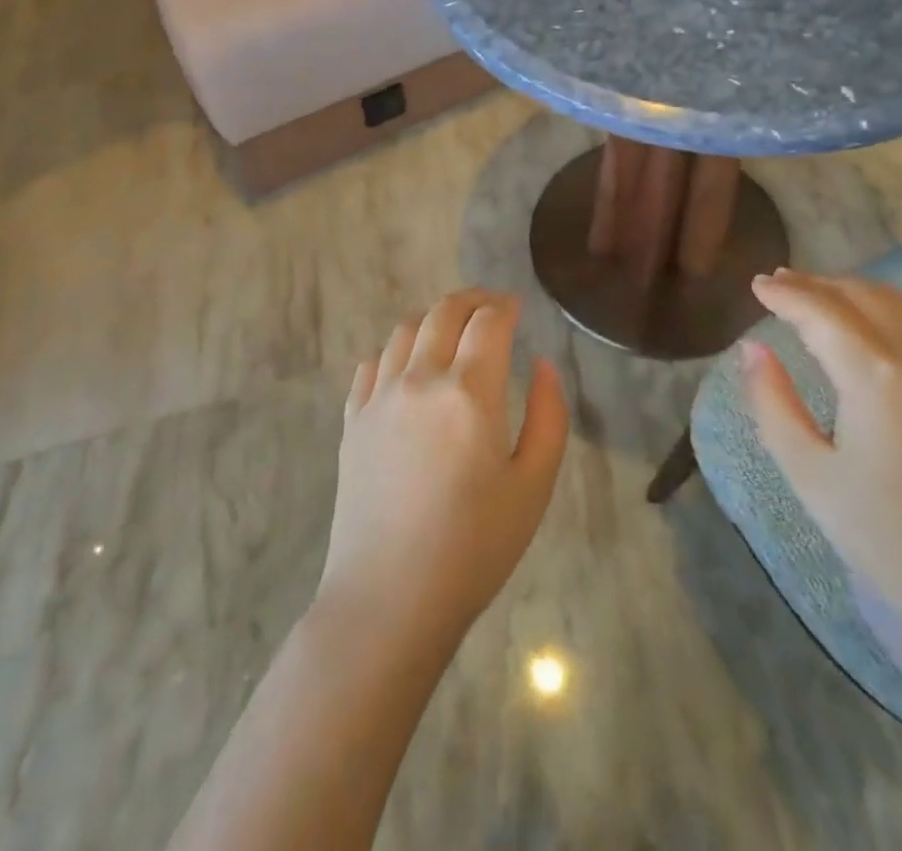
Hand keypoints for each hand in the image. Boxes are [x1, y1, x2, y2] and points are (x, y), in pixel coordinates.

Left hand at [317, 289, 569, 645]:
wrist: (389, 600)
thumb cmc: (474, 547)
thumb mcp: (534, 485)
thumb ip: (549, 416)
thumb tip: (542, 364)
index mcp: (469, 392)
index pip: (489, 322)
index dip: (506, 306)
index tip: (517, 306)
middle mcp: (421, 380)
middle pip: (444, 312)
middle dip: (472, 300)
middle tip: (490, 307)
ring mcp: (379, 397)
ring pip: (404, 330)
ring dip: (433, 319)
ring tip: (451, 331)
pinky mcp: (352, 420)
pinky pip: (371, 363)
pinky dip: (395, 351)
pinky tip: (407, 368)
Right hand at [741, 268, 901, 641]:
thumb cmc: (887, 538)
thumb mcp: (809, 473)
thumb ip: (772, 402)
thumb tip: (751, 348)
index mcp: (875, 376)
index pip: (821, 312)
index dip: (785, 294)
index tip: (757, 285)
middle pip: (861, 297)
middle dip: (816, 284)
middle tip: (779, 283)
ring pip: (900, 305)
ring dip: (854, 292)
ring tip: (820, 295)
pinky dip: (890, 311)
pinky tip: (873, 326)